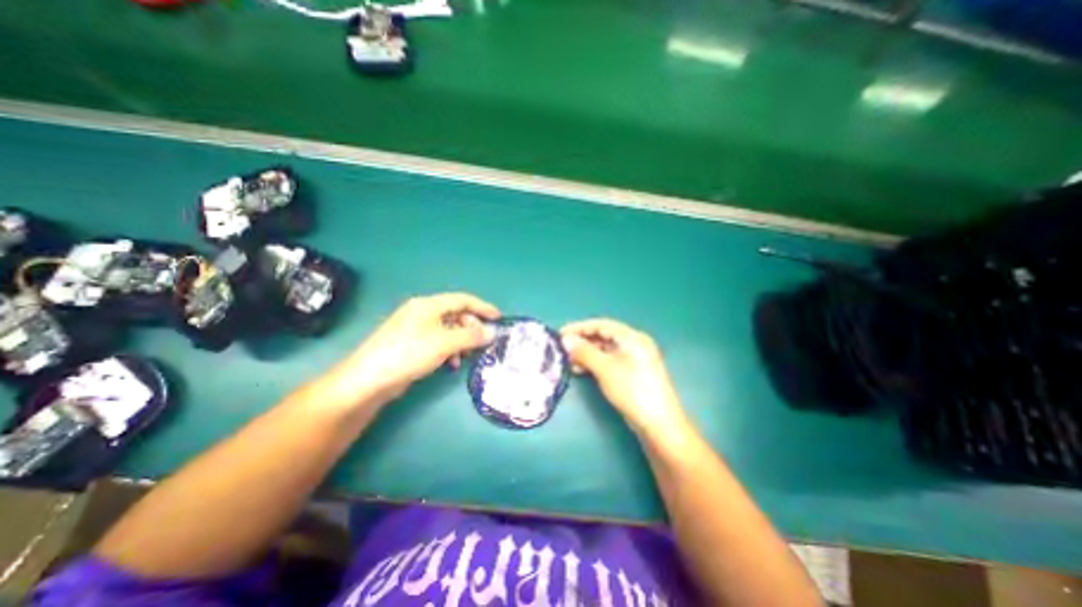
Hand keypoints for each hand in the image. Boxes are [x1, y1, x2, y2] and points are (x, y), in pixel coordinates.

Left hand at [313, 292, 497, 407]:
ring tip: (467, 356)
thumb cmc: (409, 354)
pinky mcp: (411, 344)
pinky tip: (452, 363)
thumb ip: (471, 336)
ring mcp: (415, 328)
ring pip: (448, 329)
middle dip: (472, 327)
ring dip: (462, 340)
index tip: (498, 318)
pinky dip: (450, 349)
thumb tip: (493, 332)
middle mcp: (422, 312)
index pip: (462, 299)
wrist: (369, 380)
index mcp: (428, 305)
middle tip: (483, 341)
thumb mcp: (444, 343)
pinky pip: (439, 341)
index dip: (482, 307)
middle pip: (456, 314)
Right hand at [563, 317, 688, 435]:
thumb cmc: (632, 390)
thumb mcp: (605, 369)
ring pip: (605, 350)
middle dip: (582, 341)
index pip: (601, 324)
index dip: (579, 327)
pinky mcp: (631, 373)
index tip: (560, 334)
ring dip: (586, 354)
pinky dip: (594, 363)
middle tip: (562, 349)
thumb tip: (565, 340)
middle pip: (603, 336)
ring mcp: (634, 359)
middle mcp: (634, 344)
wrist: (658, 424)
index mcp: (632, 337)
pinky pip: (609, 361)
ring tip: (568, 361)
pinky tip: (580, 370)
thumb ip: (584, 352)